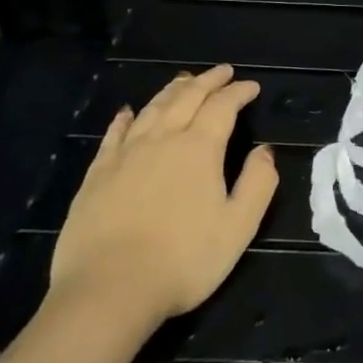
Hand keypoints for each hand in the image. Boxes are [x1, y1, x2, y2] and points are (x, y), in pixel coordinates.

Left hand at [50, 66, 278, 321]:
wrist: (108, 290)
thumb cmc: (183, 261)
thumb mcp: (238, 227)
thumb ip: (258, 183)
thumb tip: (265, 150)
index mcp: (199, 149)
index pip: (223, 107)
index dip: (239, 93)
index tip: (251, 87)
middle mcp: (162, 140)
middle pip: (187, 98)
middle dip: (208, 81)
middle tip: (223, 72)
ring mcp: (125, 155)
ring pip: (153, 109)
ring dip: (172, 90)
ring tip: (185, 80)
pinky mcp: (97, 174)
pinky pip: (114, 134)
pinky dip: (126, 118)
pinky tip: (129, 112)